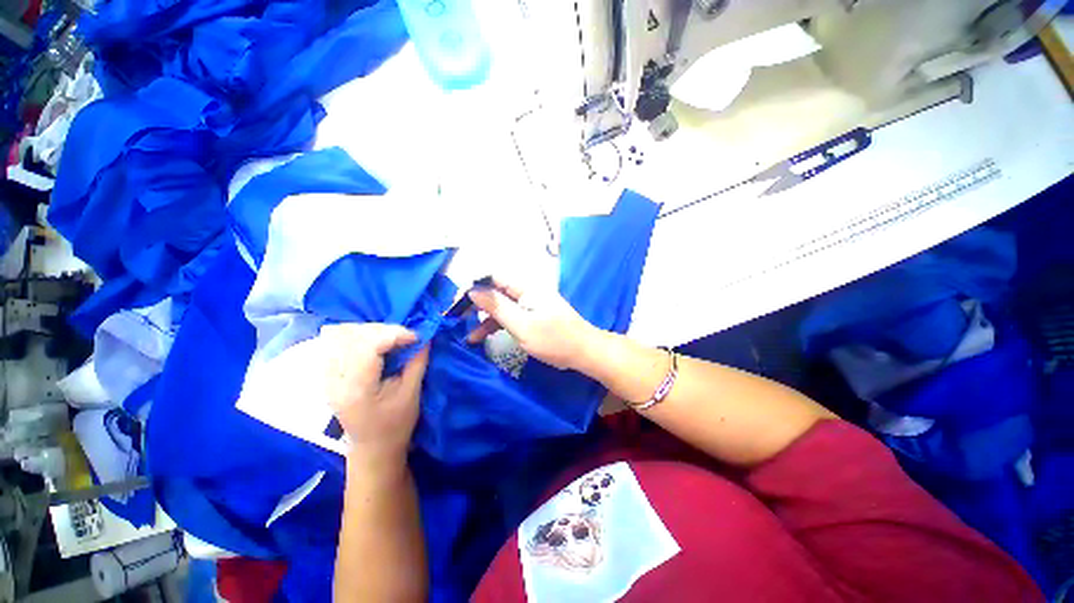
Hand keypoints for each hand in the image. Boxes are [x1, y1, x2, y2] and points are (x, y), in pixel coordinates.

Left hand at [323, 324, 428, 468]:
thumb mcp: (411, 394)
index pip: (368, 346)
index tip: (416, 337)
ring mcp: (326, 378)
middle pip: (352, 336)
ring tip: (390, 338)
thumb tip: (425, 336)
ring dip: (369, 331)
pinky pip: (335, 344)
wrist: (372, 449)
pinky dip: (355, 337)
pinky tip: (372, 342)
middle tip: (405, 337)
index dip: (394, 334)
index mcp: (356, 389)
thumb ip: (417, 362)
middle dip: (383, 330)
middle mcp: (334, 380)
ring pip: (340, 336)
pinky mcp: (327, 376)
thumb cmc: (395, 425)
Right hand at [466, 277, 600, 370]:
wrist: (583, 351)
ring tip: (469, 336)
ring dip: (484, 319)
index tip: (457, 302)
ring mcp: (529, 304)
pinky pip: (509, 316)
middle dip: (475, 304)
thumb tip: (473, 291)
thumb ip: (497, 307)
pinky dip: (496, 325)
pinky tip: (483, 337)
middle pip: (495, 291)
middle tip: (457, 318)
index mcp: (525, 287)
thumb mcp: (522, 325)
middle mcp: (526, 291)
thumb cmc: (554, 339)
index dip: (473, 286)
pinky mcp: (531, 316)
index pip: (493, 277)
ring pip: (500, 306)